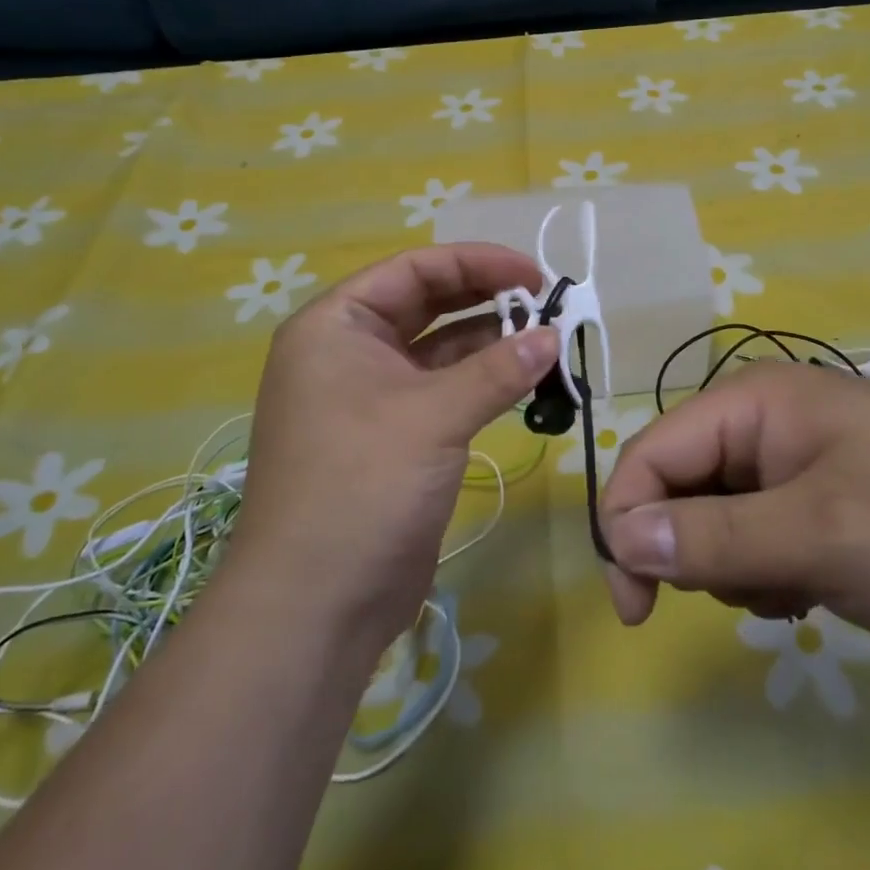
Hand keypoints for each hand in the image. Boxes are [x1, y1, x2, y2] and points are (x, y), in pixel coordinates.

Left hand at [230, 244, 557, 655]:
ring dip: (491, 342)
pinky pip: (444, 389)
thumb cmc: (361, 487)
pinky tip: (526, 380)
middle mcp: (348, 351)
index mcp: (335, 326)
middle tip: (548, 305)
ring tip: (548, 341)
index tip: (535, 275)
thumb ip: (497, 370)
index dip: (477, 263)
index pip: (414, 270)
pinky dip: (483, 381)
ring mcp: (370, 395)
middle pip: (427, 304)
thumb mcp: (433, 416)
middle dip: (487, 299)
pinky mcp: (394, 435)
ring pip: (440, 348)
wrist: (315, 606)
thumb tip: (553, 336)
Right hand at [600, 362, 869, 665]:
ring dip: (734, 566)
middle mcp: (767, 420)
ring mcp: (797, 461)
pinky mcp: (821, 501)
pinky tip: (813, 589)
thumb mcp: (818, 537)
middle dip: (691, 548)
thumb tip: (619, 537)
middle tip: (741, 596)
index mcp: (756, 401)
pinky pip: (755, 535)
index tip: (635, 608)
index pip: (654, 450)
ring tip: (795, 588)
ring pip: (714, 516)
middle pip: (680, 482)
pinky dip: (767, 572)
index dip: (627, 521)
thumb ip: (712, 538)